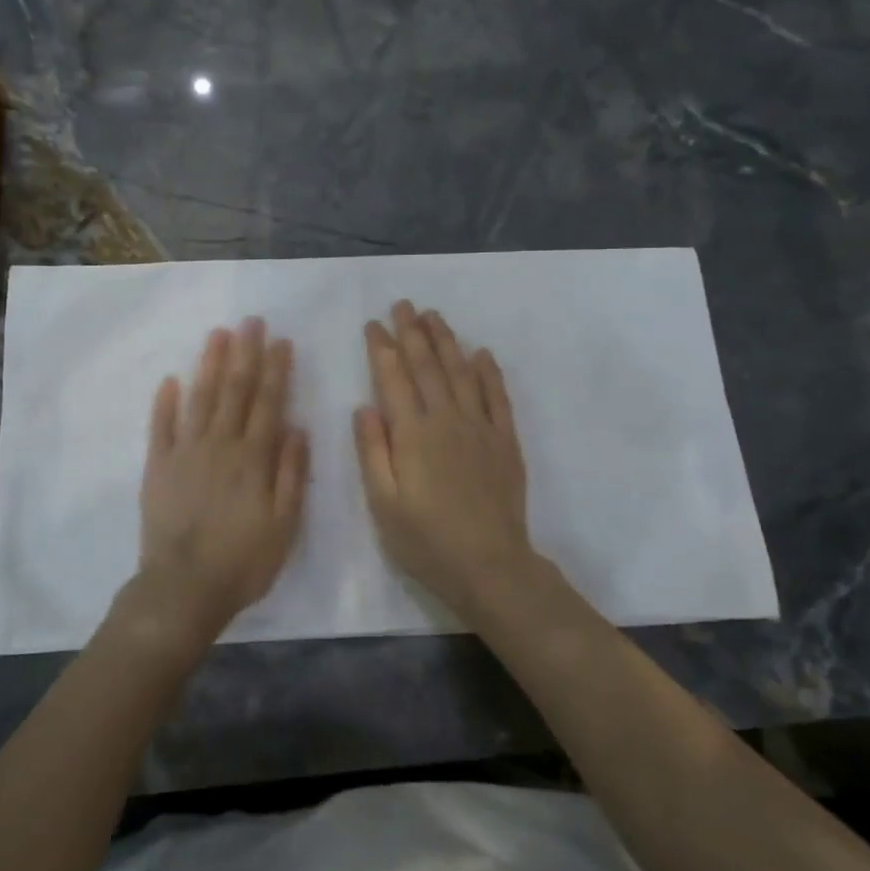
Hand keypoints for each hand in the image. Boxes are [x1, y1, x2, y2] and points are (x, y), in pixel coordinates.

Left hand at [128, 318, 308, 646]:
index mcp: (254, 458)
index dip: (276, 370)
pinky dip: (166, 402)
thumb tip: (298, 427)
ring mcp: (185, 453)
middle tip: (251, 321)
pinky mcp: (158, 467)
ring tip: (218, 334)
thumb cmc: (243, 560)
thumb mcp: (284, 524)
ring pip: (200, 399)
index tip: (281, 340)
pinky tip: (171, 379)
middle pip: (235, 391)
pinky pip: (161, 427)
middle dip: (245, 353)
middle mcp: (220, 445)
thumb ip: (291, 474)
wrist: (184, 588)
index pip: (268, 403)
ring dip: (210, 365)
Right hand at [354, 301, 537, 617]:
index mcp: (413, 434)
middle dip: (413, 333)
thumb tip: (364, 407)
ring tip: (434, 316)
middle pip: (428, 366)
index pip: (393, 378)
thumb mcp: (384, 503)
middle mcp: (446, 420)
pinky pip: (498, 396)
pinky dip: (489, 372)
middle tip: (403, 305)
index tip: (374, 324)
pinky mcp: (505, 440)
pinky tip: (482, 353)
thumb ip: (373, 452)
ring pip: (461, 372)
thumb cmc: (426, 540)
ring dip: (447, 341)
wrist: (490, 565)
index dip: (382, 348)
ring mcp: (480, 427)